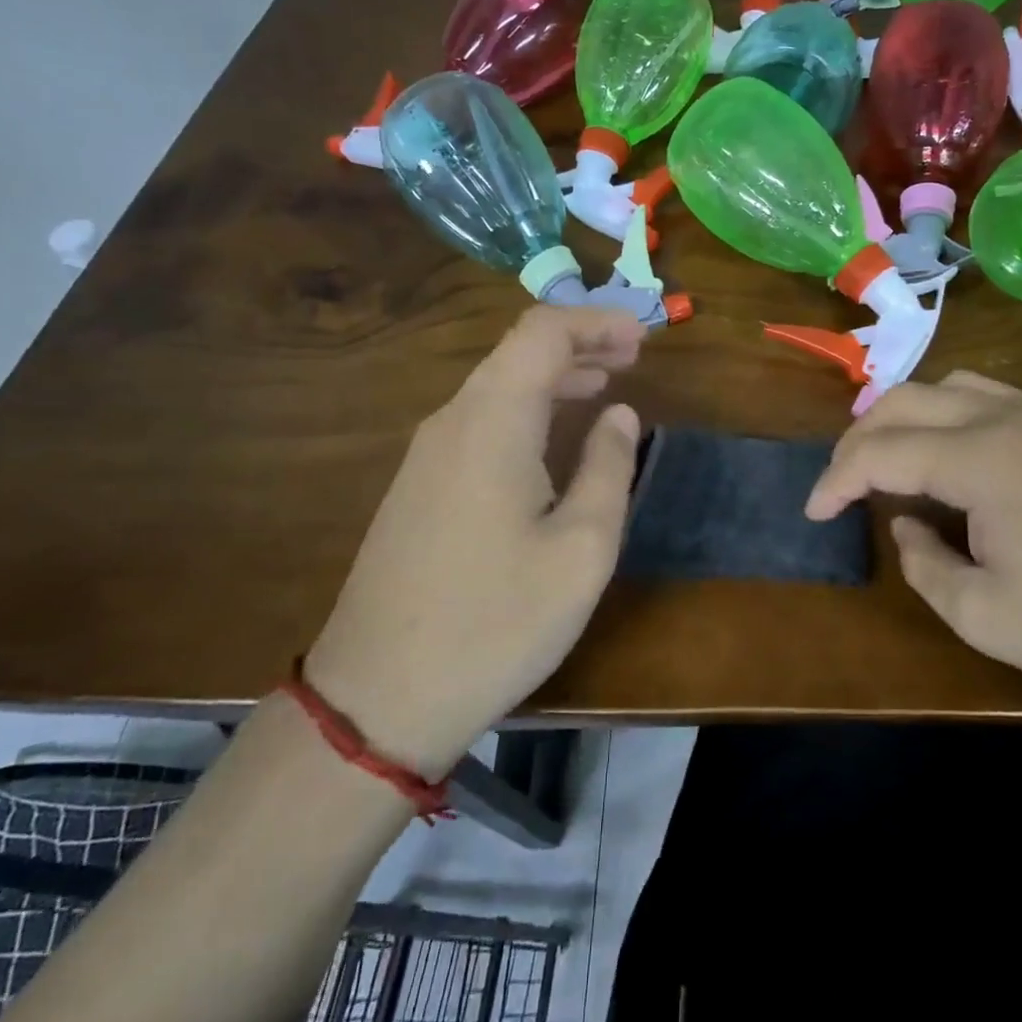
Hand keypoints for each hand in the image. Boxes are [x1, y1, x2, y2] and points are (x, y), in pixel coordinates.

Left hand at [305, 307, 643, 775]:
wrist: (377, 700)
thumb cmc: (496, 622)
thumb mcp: (582, 550)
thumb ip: (607, 467)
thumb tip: (618, 413)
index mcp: (492, 421)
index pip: (542, 332)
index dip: (596, 321)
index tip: (644, 337)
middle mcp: (452, 421)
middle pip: (518, 352)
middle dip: (580, 344)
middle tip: (633, 357)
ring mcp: (426, 455)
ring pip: (497, 386)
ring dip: (554, 377)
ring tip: (604, 385)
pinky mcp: (418, 487)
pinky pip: (479, 421)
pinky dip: (527, 409)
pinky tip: (552, 437)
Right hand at [804, 371, 1021, 721]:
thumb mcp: (990, 619)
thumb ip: (926, 565)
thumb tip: (907, 524)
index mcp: (982, 457)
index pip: (880, 450)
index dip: (835, 479)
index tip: (812, 512)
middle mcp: (1009, 416)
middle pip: (907, 399)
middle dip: (859, 436)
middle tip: (841, 483)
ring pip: (950, 387)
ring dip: (905, 416)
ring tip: (888, 461)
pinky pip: (991, 399)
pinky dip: (949, 417)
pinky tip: (955, 460)